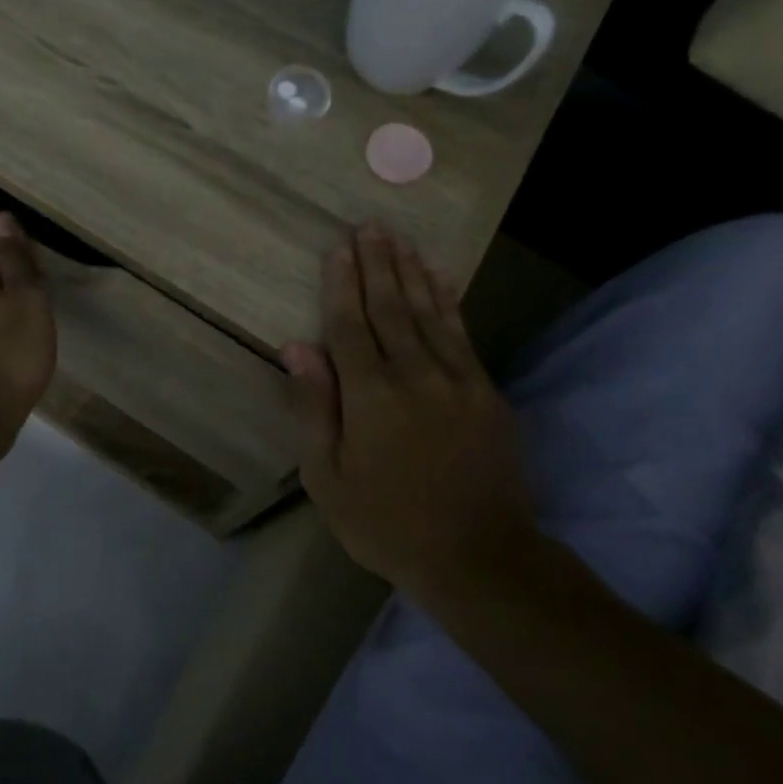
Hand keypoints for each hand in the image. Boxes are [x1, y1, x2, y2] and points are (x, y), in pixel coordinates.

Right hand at [283, 224, 537, 593]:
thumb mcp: (328, 478)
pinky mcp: (486, 392)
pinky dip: (450, 301)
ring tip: (400, 240)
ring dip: (412, 272)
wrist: (479, 557)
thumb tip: (296, 348)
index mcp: (370, 397)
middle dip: (378, 264)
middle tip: (370, 226)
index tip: (338, 249)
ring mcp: (457, 381)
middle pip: (391, 308)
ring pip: (430, 313)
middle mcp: (414, 376)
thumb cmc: (387, 523)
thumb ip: (315, 407)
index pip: (350, 326)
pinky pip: (463, 334)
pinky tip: (442, 277)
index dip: (342, 285)